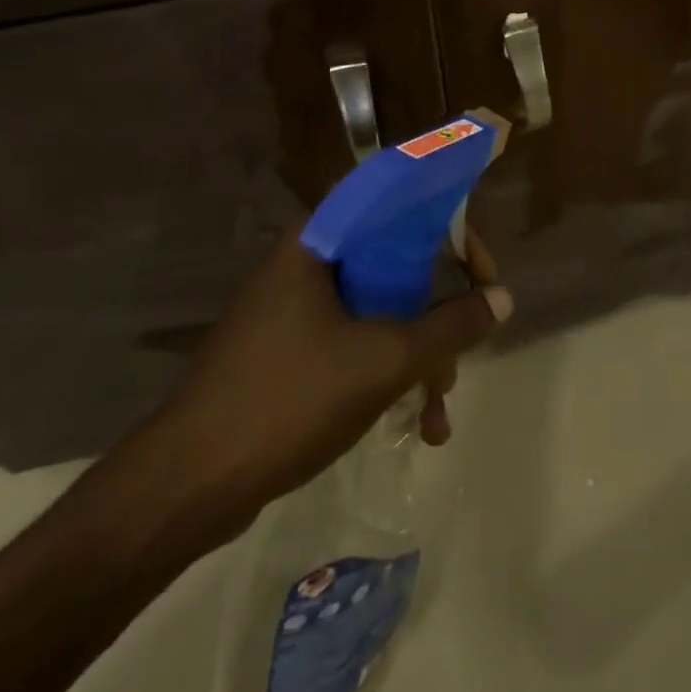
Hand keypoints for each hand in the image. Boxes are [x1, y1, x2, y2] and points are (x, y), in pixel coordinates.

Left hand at [130, 228, 512, 553]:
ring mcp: (296, 311)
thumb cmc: (288, 400)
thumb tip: (503, 298)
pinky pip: (357, 345)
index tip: (482, 272)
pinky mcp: (292, 353)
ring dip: (419, 356)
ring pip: (381, 312)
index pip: (400, 205)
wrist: (187, 486)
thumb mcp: (384, 361)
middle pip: (397, 265)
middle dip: (439, 316)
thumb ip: (450, 326)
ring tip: (437, 412)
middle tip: (464, 353)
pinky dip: (390, 375)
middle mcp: (308, 265)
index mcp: (320, 243)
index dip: (452, 230)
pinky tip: (414, 425)